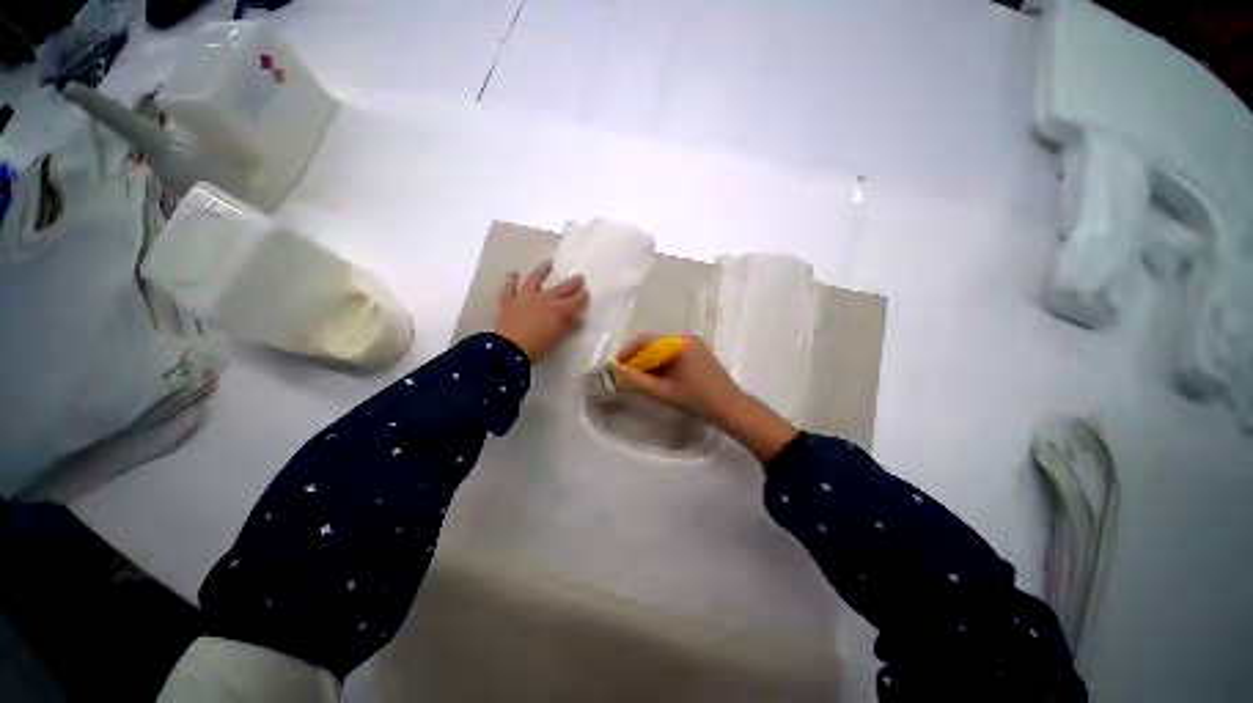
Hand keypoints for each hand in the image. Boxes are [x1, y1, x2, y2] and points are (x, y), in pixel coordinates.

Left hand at [495, 260, 588, 362]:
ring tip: (548, 263)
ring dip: (542, 271)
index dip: (583, 296)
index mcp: (560, 310)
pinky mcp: (509, 301)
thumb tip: (576, 318)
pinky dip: (511, 280)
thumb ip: (568, 326)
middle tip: (579, 277)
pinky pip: (510, 287)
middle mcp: (545, 299)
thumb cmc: (538, 347)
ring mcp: (526, 297)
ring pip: (535, 280)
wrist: (509, 350)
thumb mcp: (558, 338)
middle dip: (572, 283)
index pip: (576, 300)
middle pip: (561, 289)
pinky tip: (514, 273)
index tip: (586, 292)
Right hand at [615, 334, 742, 423]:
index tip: (617, 364)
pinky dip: (661, 363)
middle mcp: (686, 338)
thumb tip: (620, 371)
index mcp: (680, 343)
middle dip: (639, 357)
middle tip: (626, 372)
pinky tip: (656, 376)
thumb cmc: (697, 399)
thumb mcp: (664, 392)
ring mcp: (694, 345)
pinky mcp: (697, 353)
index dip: (629, 351)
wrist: (729, 407)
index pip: (647, 340)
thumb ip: (639, 382)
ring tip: (639, 376)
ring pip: (663, 348)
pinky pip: (673, 353)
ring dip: (649, 360)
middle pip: (655, 342)